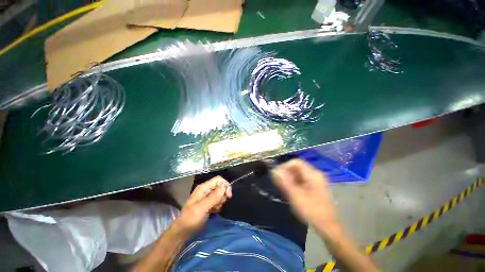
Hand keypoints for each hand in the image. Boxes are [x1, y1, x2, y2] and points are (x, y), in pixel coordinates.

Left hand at [175, 176, 231, 233]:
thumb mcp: (202, 207)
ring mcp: (207, 197)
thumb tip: (225, 187)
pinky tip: (214, 211)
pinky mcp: (209, 204)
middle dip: (223, 194)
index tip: (228, 195)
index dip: (225, 185)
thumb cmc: (191, 218)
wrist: (183, 232)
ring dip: (221, 201)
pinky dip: (218, 205)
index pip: (218, 179)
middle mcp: (206, 190)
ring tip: (215, 209)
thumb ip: (214, 196)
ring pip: (220, 194)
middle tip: (220, 204)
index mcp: (203, 187)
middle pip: (220, 186)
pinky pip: (218, 201)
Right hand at [272, 159, 335, 225]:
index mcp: (313, 174)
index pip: (295, 162)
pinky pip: (302, 179)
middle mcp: (316, 174)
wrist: (328, 227)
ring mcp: (317, 180)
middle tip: (280, 183)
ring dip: (290, 178)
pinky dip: (295, 182)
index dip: (285, 166)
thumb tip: (274, 170)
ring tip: (285, 188)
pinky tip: (292, 191)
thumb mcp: (295, 196)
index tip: (278, 176)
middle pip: (297, 167)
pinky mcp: (316, 186)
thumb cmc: (311, 211)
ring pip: (299, 173)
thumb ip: (284, 181)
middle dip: (287, 173)